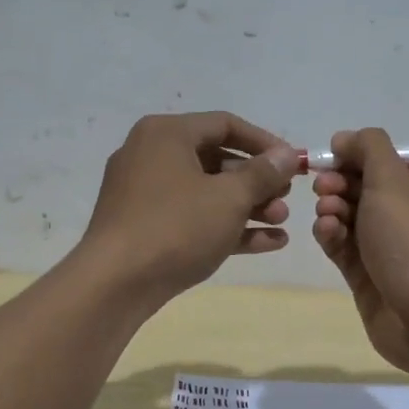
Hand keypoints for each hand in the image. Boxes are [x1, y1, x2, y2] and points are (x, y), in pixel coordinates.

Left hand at [78, 112, 299, 303]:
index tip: (294, 164)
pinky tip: (268, 243)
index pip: (225, 124)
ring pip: (206, 192)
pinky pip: (193, 217)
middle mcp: (151, 155)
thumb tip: (288, 155)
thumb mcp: (229, 198)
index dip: (265, 143)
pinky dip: (226, 226)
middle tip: (286, 199)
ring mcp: (145, 193)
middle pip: (216, 159)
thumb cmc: (176, 227)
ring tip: (281, 223)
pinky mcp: (145, 226)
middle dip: (257, 181)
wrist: (115, 284)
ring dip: (247, 206)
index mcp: (166, 134)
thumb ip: (263, 173)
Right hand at [310, 128, 408, 372]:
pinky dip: (333, 237)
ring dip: (334, 210)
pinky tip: (325, 232)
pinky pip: (346, 249)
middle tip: (323, 188)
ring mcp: (394, 251)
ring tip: (325, 213)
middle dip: (341, 184)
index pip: (390, 164)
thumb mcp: (393, 179)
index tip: (331, 158)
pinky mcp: (372, 279)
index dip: (358, 158)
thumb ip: (368, 148)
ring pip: (353, 220)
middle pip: (368, 190)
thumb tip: (345, 138)